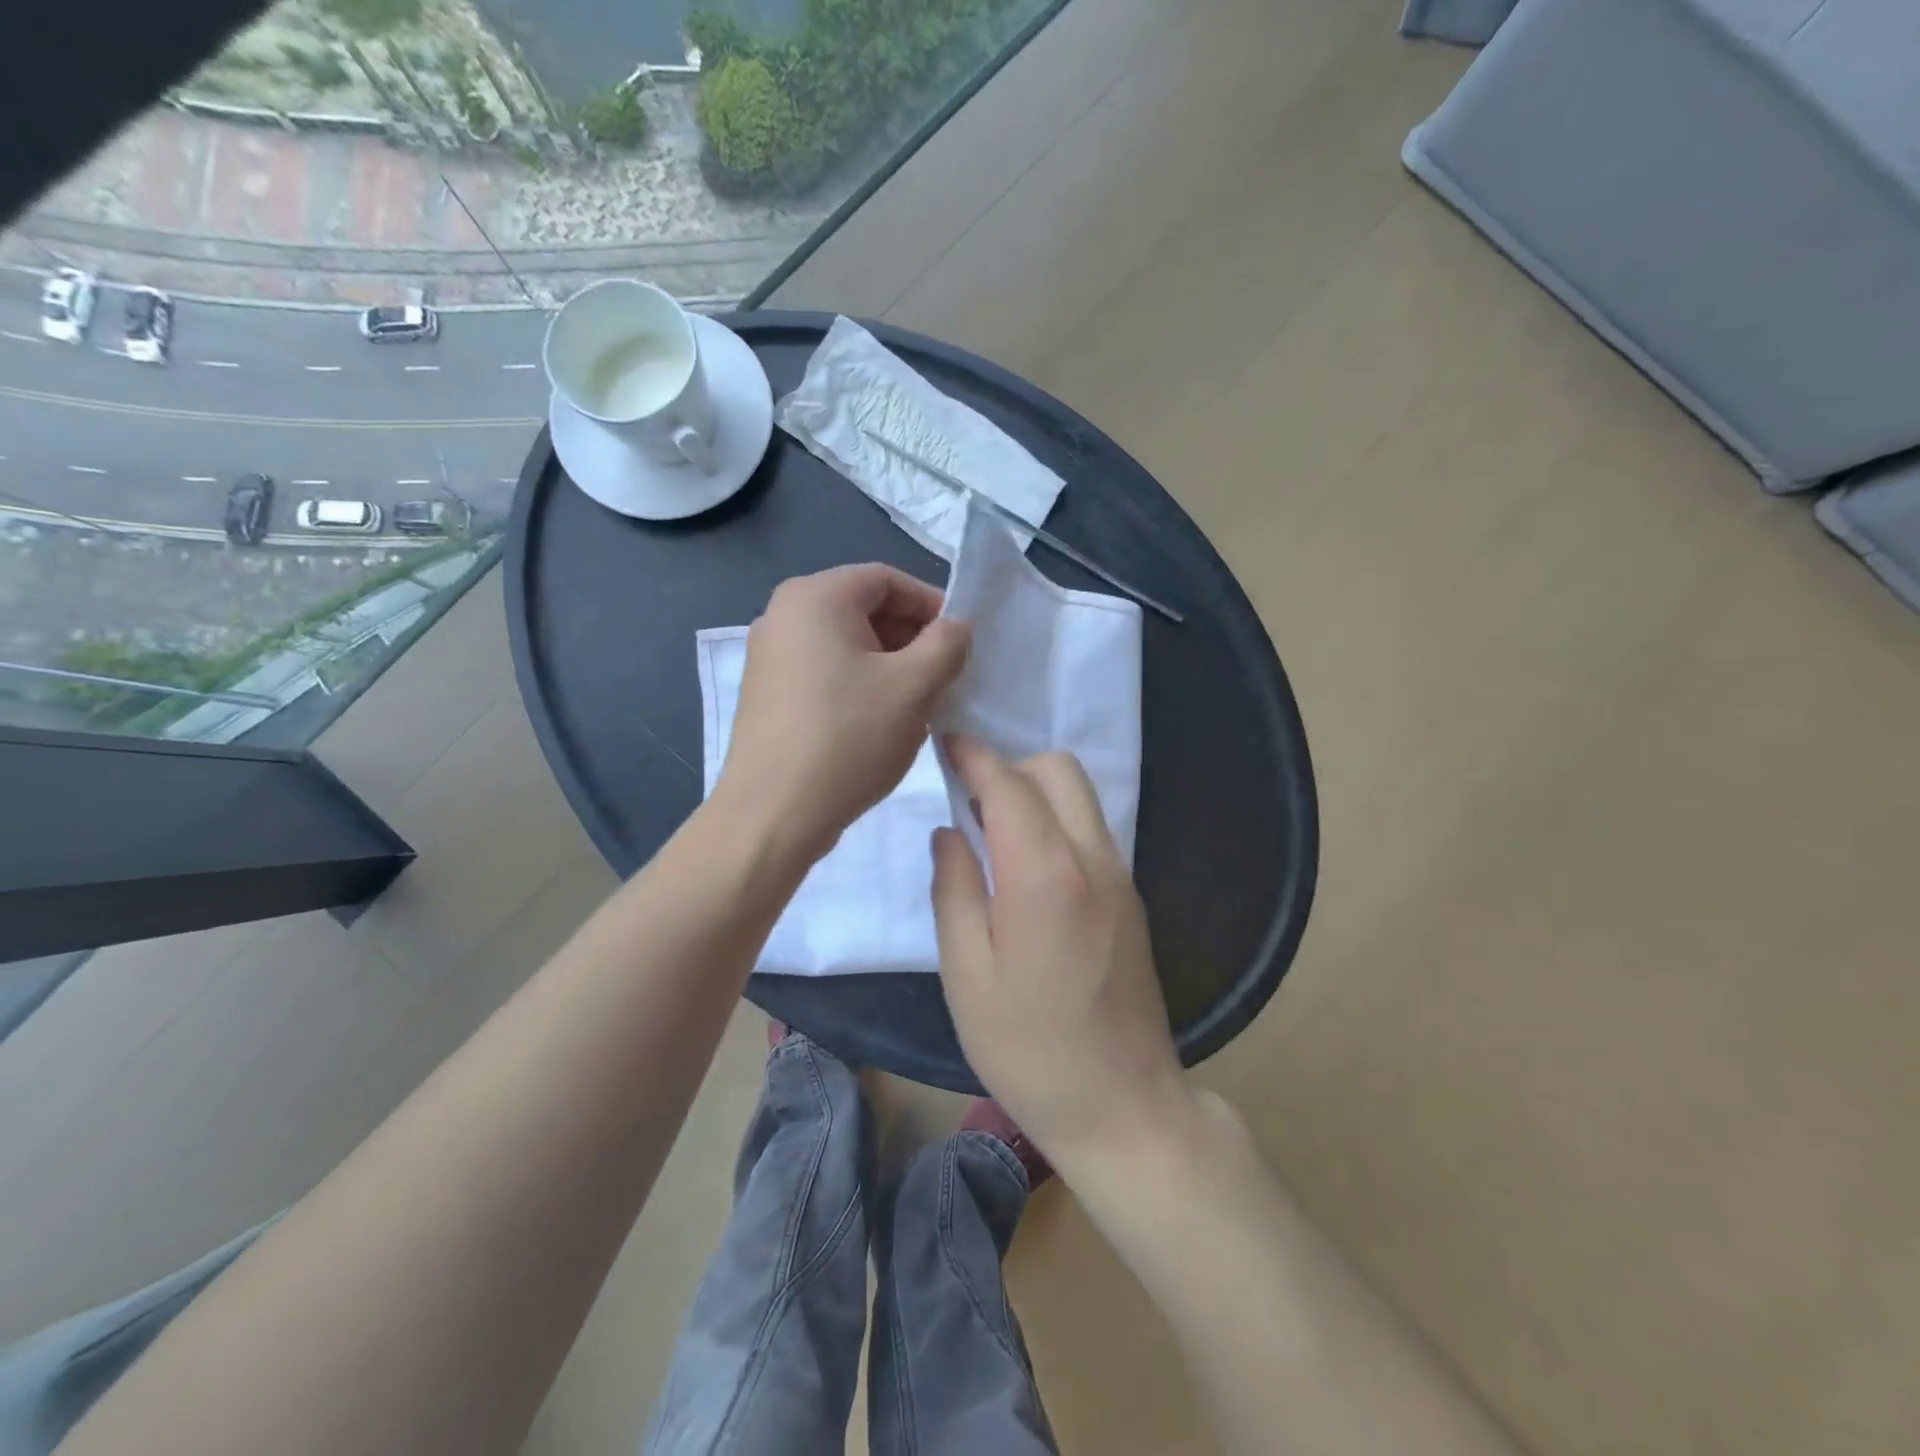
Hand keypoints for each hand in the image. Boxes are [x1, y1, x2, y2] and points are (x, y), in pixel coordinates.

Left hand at [718, 564, 969, 861]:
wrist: (773, 814)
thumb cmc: (848, 738)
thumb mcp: (914, 687)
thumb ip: (947, 644)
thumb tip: (957, 626)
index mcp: (814, 597)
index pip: (887, 580)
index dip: (931, 604)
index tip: (960, 642)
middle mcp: (783, 615)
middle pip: (864, 609)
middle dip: (911, 637)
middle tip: (944, 675)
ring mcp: (769, 656)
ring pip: (846, 644)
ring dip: (889, 664)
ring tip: (918, 703)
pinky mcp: (767, 693)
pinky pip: (825, 671)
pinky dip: (859, 684)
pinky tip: (880, 722)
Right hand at [932, 737, 1187, 1165]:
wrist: (1123, 1106)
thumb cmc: (1028, 1049)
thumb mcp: (967, 975)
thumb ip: (954, 890)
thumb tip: (951, 832)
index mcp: (1045, 876)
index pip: (1010, 785)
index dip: (976, 756)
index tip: (946, 743)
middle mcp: (1092, 860)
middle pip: (1058, 771)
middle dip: (1011, 766)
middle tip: (969, 799)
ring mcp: (1120, 876)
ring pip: (1081, 797)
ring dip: (1036, 792)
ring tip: (993, 831)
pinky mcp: (1132, 897)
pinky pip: (1090, 830)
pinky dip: (1056, 821)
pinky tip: (1027, 866)